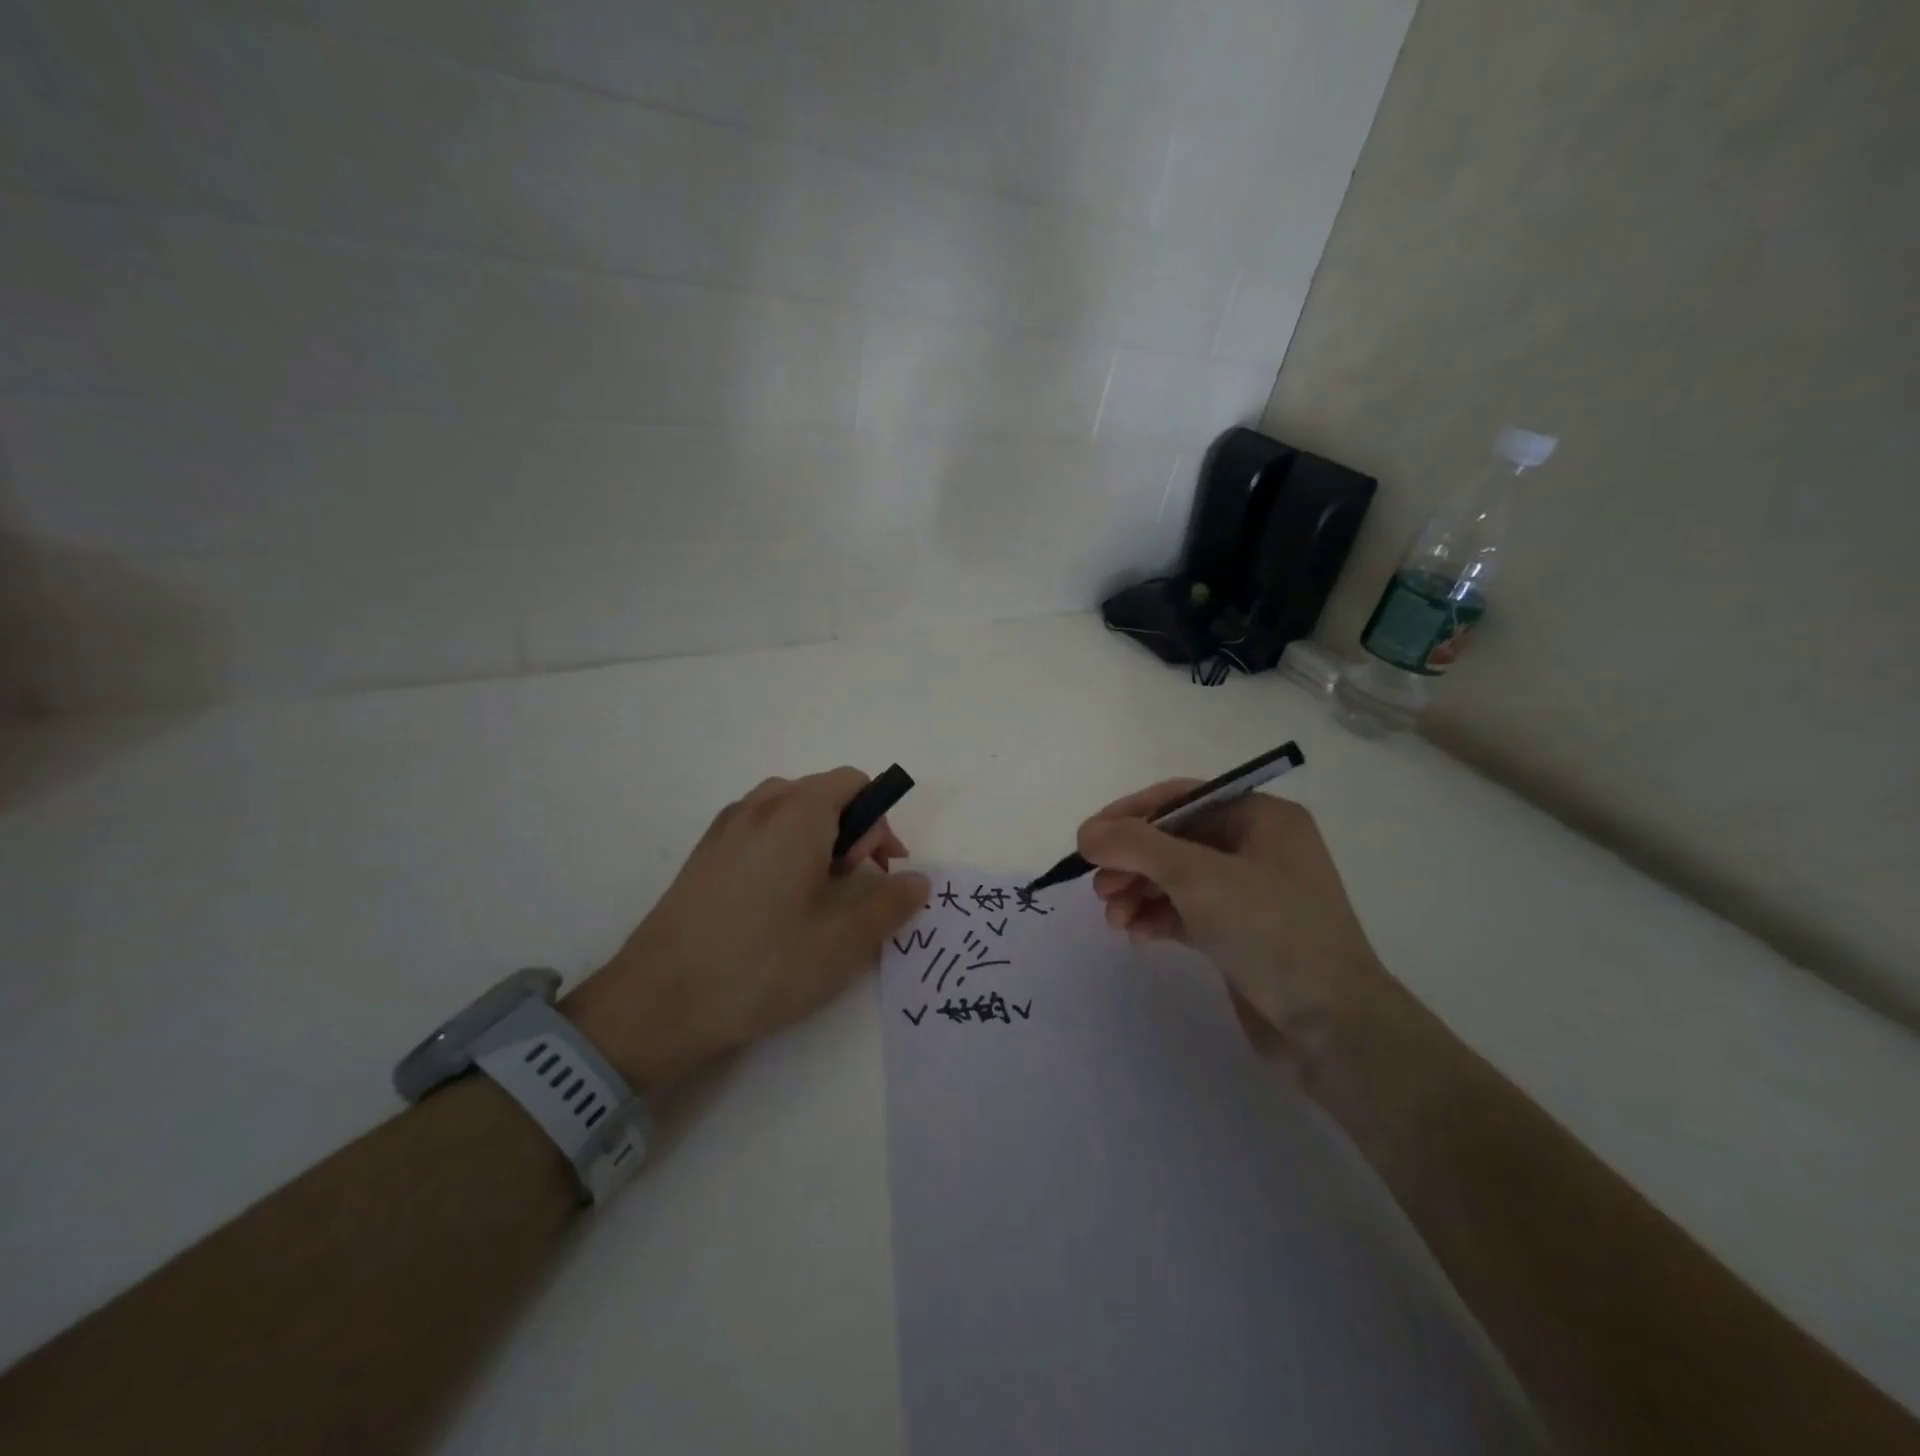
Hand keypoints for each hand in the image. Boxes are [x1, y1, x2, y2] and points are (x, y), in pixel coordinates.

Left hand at [564, 768, 927, 1093]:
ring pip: (788, 812)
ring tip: (816, 895)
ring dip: (817, 840)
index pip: (854, 782)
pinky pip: (757, 831)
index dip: (879, 821)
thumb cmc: (763, 963)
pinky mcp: (703, 855)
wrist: (659, 1001)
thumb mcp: (844, 940)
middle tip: (852, 886)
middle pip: (822, 794)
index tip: (879, 870)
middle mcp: (759, 806)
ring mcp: (724, 828)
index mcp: (797, 813)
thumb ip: (891, 903)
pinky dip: (783, 850)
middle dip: (851, 831)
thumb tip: (917, 880)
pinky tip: (775, 905)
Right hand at [1075, 782, 1401, 1072]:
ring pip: (1177, 879)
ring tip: (1113, 918)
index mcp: (1262, 818)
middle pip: (1175, 840)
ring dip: (1139, 893)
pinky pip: (1187, 912)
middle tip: (1099, 887)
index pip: (1182, 799)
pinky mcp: (1241, 933)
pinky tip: (1137, 936)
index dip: (1131, 814)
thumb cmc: (1271, 931)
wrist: (1333, 1027)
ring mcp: (1251, 893)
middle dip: (1132, 862)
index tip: (1090, 839)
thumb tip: (1087, 833)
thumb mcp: (1197, 876)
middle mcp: (1258, 848)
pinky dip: (1158, 919)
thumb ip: (1136, 845)